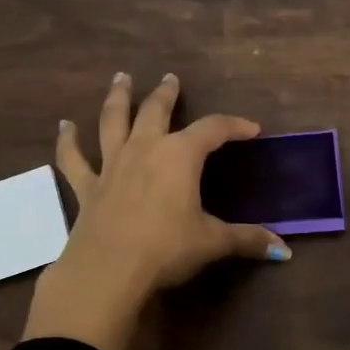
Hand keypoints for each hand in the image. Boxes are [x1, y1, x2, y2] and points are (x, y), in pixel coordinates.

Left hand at [23, 72, 289, 349]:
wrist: (108, 270)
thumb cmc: (166, 249)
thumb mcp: (213, 243)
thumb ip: (248, 241)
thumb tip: (285, 252)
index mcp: (180, 156)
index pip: (213, 129)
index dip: (234, 125)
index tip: (252, 129)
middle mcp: (144, 150)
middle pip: (156, 111)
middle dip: (166, 94)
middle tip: (171, 79)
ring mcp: (111, 165)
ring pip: (113, 121)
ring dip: (118, 98)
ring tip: (121, 79)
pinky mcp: (86, 187)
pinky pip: (73, 159)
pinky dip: (67, 142)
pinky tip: (64, 127)